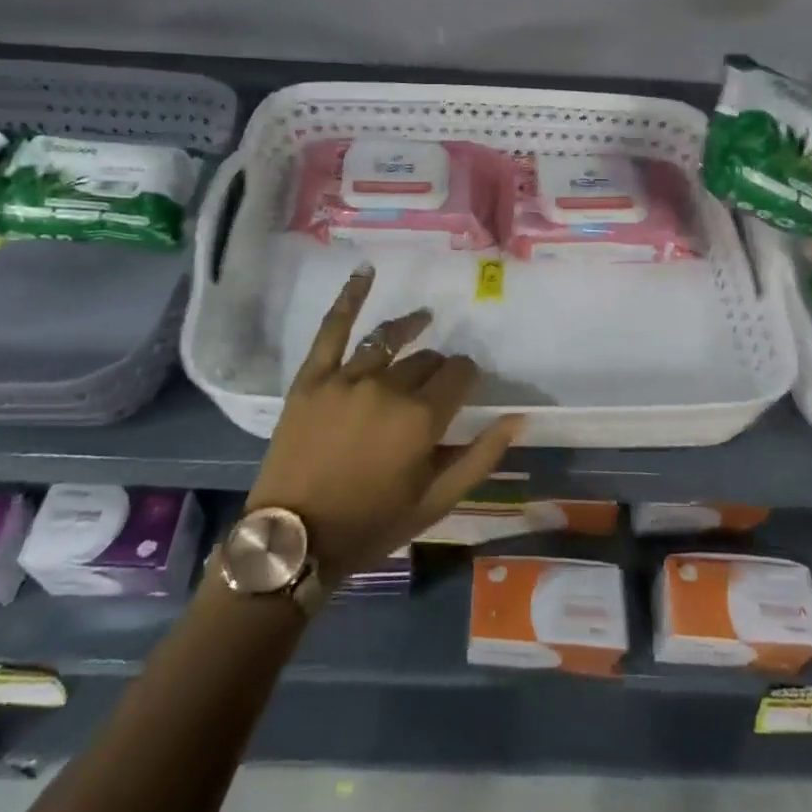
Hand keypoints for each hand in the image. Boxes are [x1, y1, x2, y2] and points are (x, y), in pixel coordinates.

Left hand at [246, 265, 522, 587]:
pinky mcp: (313, 375)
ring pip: (390, 340)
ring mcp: (347, 376)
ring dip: (410, 329)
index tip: (465, 387)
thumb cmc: (372, 523)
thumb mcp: (436, 501)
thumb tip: (517, 418)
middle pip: (426, 359)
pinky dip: (350, 296)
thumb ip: (480, 455)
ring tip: (422, 321)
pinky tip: (365, 271)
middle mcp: (389, 386)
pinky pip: (333, 327)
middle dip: (438, 368)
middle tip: (433, 387)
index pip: (459, 374)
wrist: (294, 540)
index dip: (467, 376)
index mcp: (422, 417)